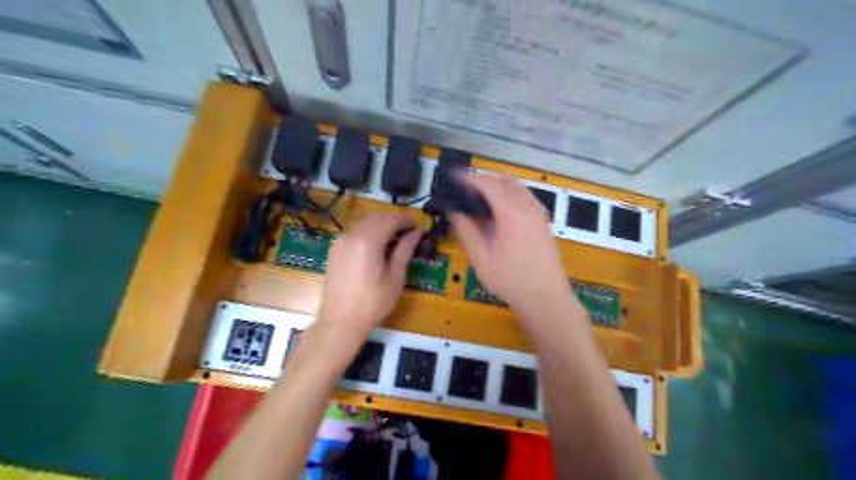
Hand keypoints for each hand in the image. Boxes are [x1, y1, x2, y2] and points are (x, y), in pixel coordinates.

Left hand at [317, 211, 420, 339]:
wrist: (340, 322)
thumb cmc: (373, 303)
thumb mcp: (395, 277)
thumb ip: (405, 250)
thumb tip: (416, 233)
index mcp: (368, 240)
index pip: (390, 219)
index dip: (406, 220)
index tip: (418, 226)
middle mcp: (351, 235)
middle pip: (376, 217)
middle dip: (393, 220)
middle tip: (408, 233)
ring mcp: (340, 241)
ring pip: (364, 223)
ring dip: (381, 225)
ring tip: (394, 241)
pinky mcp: (334, 250)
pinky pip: (354, 232)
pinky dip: (368, 233)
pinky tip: (376, 248)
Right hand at [451, 172, 577, 317]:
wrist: (546, 298)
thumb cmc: (510, 280)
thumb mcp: (481, 258)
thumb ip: (466, 230)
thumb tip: (453, 210)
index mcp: (511, 213)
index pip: (488, 184)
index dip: (469, 178)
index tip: (453, 179)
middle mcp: (528, 206)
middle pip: (504, 180)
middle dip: (484, 180)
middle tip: (465, 190)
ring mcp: (539, 213)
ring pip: (518, 187)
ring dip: (498, 185)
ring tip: (480, 199)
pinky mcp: (544, 221)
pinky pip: (526, 197)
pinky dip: (510, 194)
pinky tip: (501, 211)